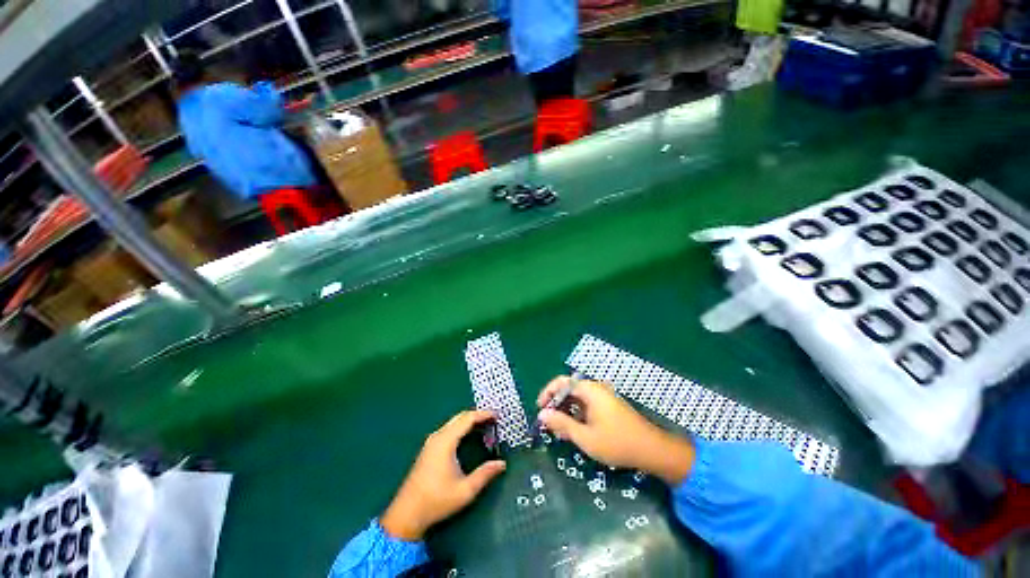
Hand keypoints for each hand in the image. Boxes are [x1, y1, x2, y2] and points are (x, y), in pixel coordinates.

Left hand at [381, 410, 506, 540]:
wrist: (406, 514)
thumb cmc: (436, 501)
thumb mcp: (465, 490)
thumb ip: (485, 475)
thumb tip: (502, 464)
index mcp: (446, 442)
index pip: (467, 419)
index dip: (483, 415)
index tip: (497, 415)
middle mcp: (438, 437)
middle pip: (460, 417)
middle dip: (478, 416)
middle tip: (493, 420)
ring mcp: (431, 442)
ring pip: (454, 422)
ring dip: (469, 421)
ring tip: (484, 427)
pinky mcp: (429, 448)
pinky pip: (448, 429)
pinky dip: (461, 427)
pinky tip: (468, 436)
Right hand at [537, 376, 695, 484]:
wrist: (652, 450)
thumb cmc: (617, 442)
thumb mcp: (585, 437)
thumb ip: (562, 424)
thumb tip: (542, 415)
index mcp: (590, 390)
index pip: (562, 382)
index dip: (548, 393)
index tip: (540, 409)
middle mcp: (596, 388)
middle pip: (569, 389)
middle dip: (556, 404)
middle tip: (549, 423)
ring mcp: (603, 396)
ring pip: (578, 398)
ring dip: (566, 411)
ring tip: (560, 430)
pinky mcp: (608, 405)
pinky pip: (587, 404)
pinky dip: (577, 414)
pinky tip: (576, 430)